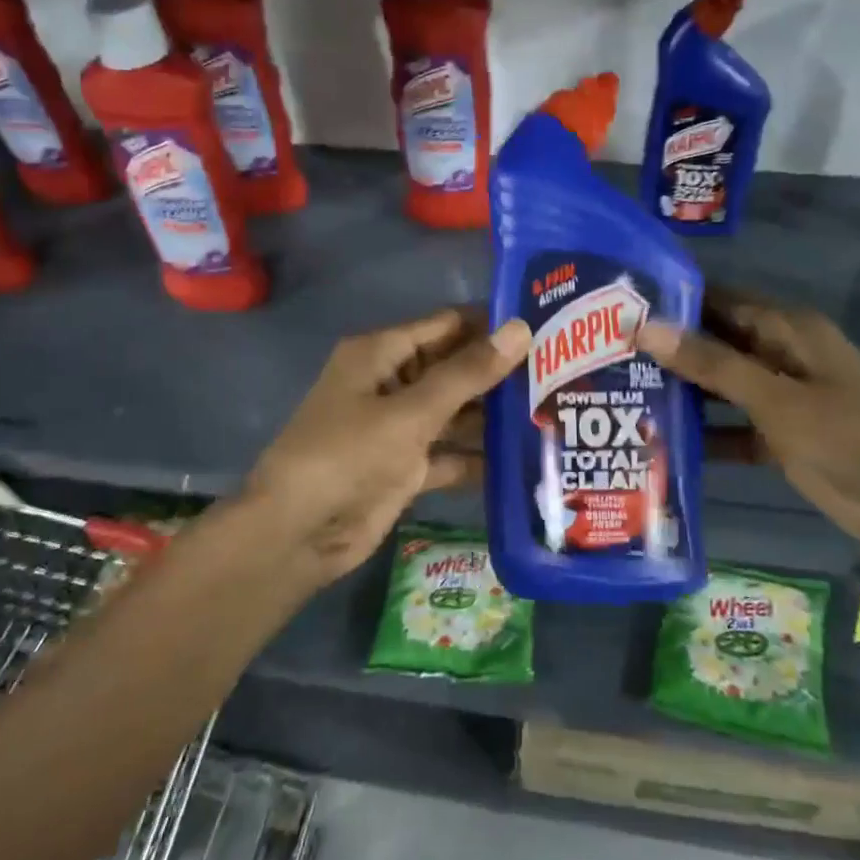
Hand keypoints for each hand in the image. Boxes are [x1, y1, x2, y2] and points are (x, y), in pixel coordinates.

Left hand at [238, 307, 530, 582]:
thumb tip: (520, 328)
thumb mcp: (411, 412)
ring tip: (553, 412)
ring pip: (454, 413)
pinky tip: (523, 460)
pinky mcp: (404, 468)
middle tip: (562, 373)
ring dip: (492, 417)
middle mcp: (390, 383)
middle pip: (453, 369)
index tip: (545, 328)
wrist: (297, 535)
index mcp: (381, 354)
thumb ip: (467, 373)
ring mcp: (397, 428)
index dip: (490, 325)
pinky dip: (476, 458)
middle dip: (498, 373)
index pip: (446, 326)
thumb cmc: (347, 456)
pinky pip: (448, 454)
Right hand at [636, 289, 859, 572]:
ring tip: (618, 394)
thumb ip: (712, 364)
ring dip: (680, 392)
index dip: (672, 302)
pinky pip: (730, 428)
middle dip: (667, 349)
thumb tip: (645, 326)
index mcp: (786, 329)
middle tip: (605, 355)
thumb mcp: (778, 398)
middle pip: (713, 343)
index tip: (616, 306)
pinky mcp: (779, 437)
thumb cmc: (853, 436)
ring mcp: (779, 398)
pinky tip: (658, 443)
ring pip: (718, 386)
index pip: (717, 300)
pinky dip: (703, 434)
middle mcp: (779, 355)